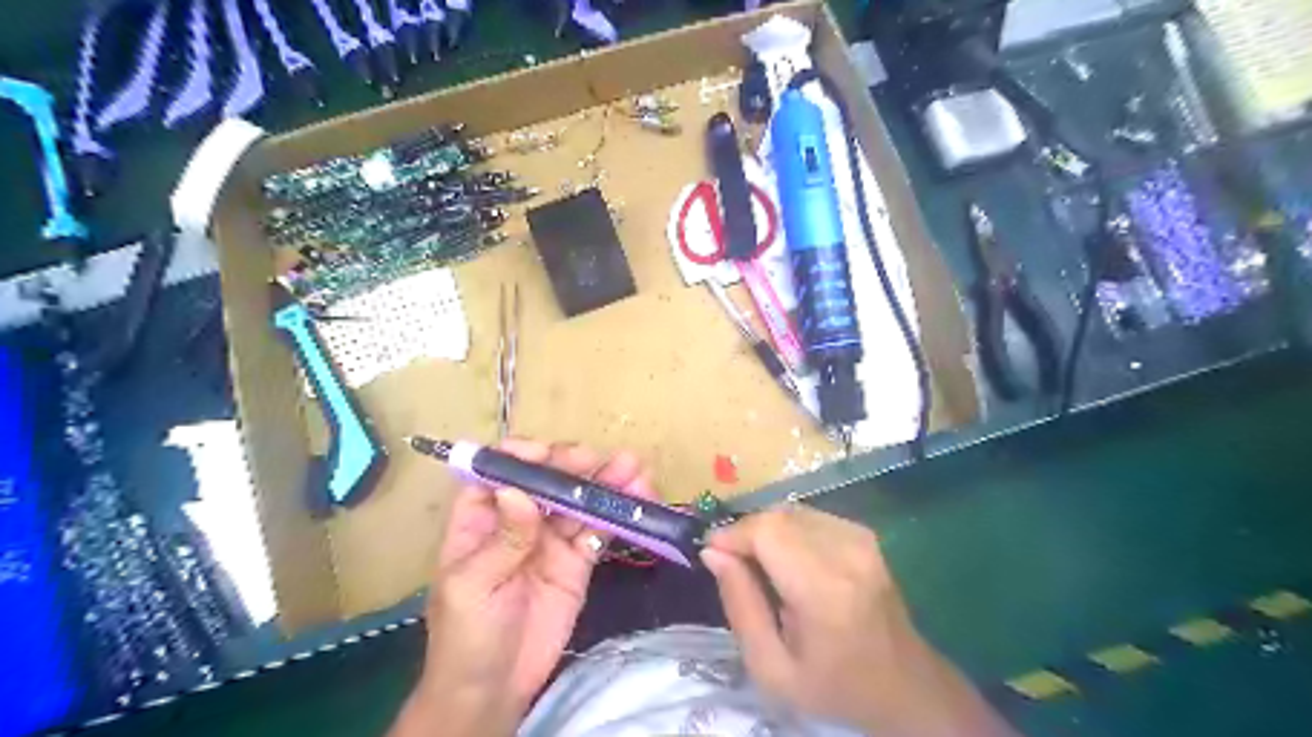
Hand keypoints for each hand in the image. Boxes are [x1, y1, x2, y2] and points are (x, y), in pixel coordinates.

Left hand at [392, 438, 652, 735]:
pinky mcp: (578, 561)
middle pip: (547, 481)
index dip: (522, 457)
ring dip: (605, 484)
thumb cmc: (465, 636)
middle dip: (574, 466)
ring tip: (635, 469)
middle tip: (603, 462)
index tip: (548, 455)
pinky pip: (598, 531)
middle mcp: (519, 520)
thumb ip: (502, 540)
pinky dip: (617, 516)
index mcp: (481, 518)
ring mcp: (551, 540)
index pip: (499, 473)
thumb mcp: (473, 587)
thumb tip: (519, 491)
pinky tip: (636, 501)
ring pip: (578, 502)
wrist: (494, 691)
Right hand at [703, 507, 1019, 736]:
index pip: (766, 531)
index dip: (732, 535)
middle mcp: (847, 551)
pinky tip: (788, 561)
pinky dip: (787, 530)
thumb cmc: (834, 686)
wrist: (905, 686)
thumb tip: (713, 553)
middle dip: (746, 533)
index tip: (712, 554)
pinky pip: (809, 516)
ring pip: (791, 511)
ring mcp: (860, 538)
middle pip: (777, 516)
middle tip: (734, 566)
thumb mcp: (771, 668)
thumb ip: (740, 607)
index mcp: (825, 589)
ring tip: (761, 566)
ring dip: (766, 531)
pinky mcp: (864, 534)